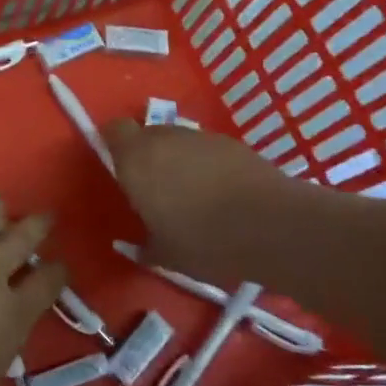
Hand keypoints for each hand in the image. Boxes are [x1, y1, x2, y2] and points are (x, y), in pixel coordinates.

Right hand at [106, 119, 288, 283]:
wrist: (271, 226)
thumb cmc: (204, 240)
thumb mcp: (166, 255)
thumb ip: (144, 247)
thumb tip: (136, 248)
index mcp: (136, 160)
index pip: (114, 130)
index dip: (115, 145)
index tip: (120, 169)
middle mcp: (165, 138)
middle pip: (147, 134)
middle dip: (148, 156)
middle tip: (156, 190)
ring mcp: (201, 137)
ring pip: (179, 141)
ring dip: (179, 160)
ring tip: (192, 195)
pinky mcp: (233, 143)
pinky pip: (208, 150)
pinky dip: (208, 165)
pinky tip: (222, 194)